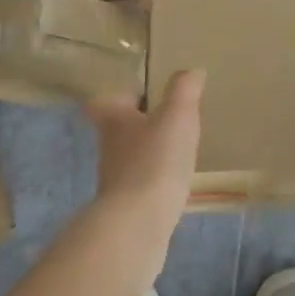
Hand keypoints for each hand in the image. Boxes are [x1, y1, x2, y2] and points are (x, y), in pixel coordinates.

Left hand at [83, 69, 204, 274]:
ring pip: (131, 157)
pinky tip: (178, 181)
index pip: (102, 102)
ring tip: (178, 148)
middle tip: (168, 118)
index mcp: (115, 121)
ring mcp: (116, 180)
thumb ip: (184, 89)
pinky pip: (143, 184)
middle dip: (139, 124)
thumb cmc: (155, 160)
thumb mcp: (177, 115)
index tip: (139, 93)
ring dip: (149, 152)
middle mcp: (109, 148)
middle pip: (118, 129)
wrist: (139, 224)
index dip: (118, 96)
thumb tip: (192, 71)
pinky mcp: (128, 207)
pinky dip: (157, 180)